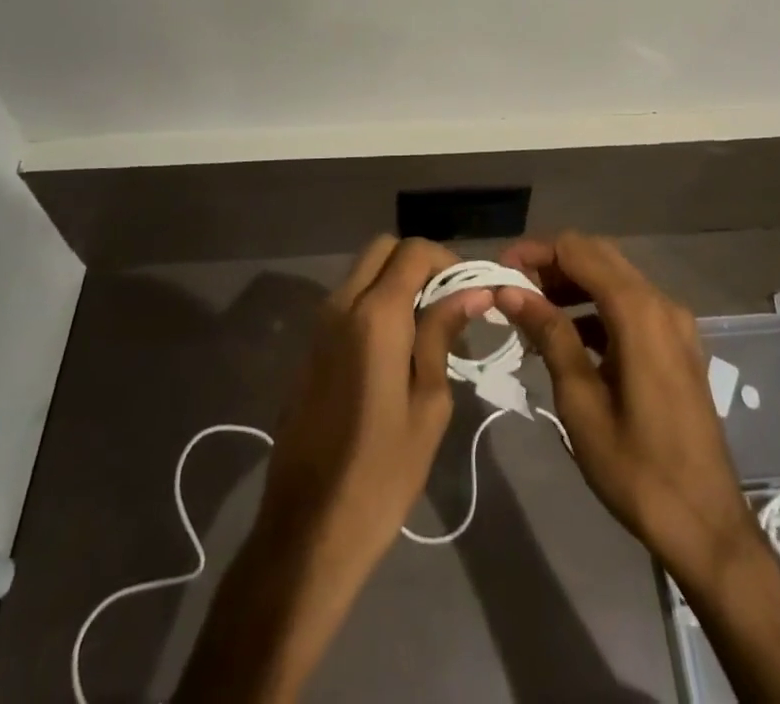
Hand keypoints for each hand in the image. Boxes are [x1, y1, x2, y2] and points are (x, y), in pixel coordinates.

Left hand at [177, 237, 485, 702]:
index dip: (447, 260)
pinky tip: (395, 350)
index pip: (413, 251)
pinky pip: (346, 302)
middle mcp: (341, 305)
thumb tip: (472, 291)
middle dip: (418, 262)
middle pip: (382, 249)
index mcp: (375, 315)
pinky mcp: (309, 349)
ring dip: (395, 282)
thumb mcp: (429, 403)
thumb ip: (443, 334)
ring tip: (427, 328)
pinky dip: (374, 303)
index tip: (469, 292)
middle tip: (448, 303)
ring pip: (361, 273)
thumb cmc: (382, 472)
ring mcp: (319, 326)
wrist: (307, 530)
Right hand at [495, 233, 762, 587]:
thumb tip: (509, 290)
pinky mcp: (677, 345)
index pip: (577, 250)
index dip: (534, 251)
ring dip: (572, 285)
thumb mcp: (581, 401)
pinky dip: (595, 308)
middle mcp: (661, 303)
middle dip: (551, 264)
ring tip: (530, 312)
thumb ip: (549, 335)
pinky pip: (630, 306)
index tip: (498, 270)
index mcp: (639, 311)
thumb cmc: (637, 468)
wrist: (707, 526)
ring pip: (614, 279)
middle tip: (511, 289)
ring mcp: (674, 323)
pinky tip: (566, 336)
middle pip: (598, 256)